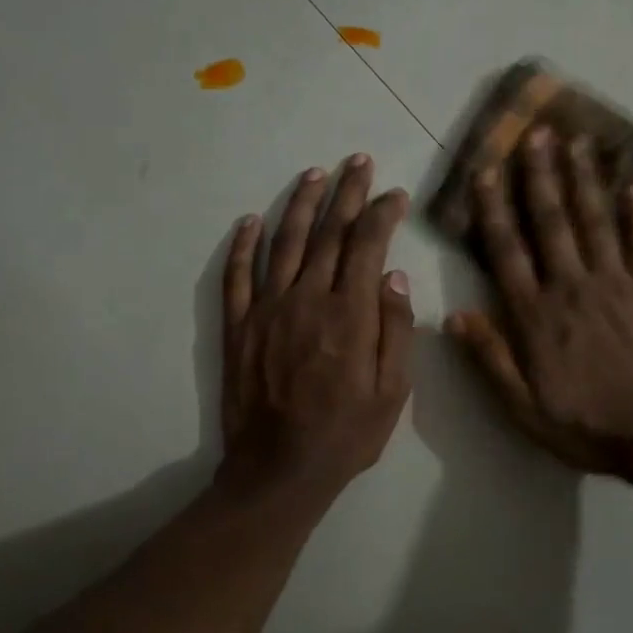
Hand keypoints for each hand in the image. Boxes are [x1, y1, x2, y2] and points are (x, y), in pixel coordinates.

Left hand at [221, 155, 414, 498]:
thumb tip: (394, 275)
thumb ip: (395, 330)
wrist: (279, 470)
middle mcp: (307, 298)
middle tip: (357, 162)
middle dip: (346, 193)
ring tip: (314, 175)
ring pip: (284, 243)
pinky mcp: (237, 326)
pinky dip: (243, 245)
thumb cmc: (346, 434)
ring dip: (300, 205)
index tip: (394, 195)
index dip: (381, 214)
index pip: (367, 245)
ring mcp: (267, 309)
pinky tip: (251, 220)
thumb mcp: (393, 392)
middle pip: (328, 233)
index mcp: (349, 313)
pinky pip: (236, 275)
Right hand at [447, 129, 632, 474]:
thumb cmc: (586, 424)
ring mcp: (617, 284)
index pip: (507, 250)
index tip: (485, 170)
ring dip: (584, 179)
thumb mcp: (523, 407)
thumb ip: (490, 358)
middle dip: (540, 175)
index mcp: (536, 315)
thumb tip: (453, 315)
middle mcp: (572, 286)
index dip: (494, 208)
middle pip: (551, 222)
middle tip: (535, 133)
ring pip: (595, 221)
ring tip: (578, 141)